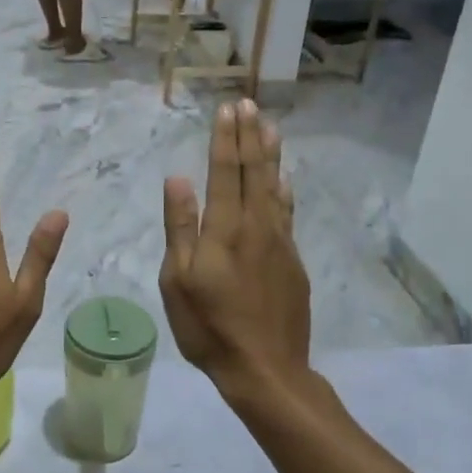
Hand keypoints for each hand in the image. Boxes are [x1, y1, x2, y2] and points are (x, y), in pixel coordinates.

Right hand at [160, 101, 310, 394]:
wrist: (266, 368)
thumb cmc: (210, 327)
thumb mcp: (179, 280)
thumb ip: (181, 227)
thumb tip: (179, 180)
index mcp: (225, 229)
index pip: (226, 172)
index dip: (225, 139)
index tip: (227, 109)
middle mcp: (257, 226)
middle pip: (254, 171)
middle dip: (249, 136)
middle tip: (249, 104)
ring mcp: (280, 242)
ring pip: (276, 187)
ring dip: (271, 154)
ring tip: (270, 126)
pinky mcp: (292, 260)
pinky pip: (288, 211)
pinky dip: (285, 188)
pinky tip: (285, 178)